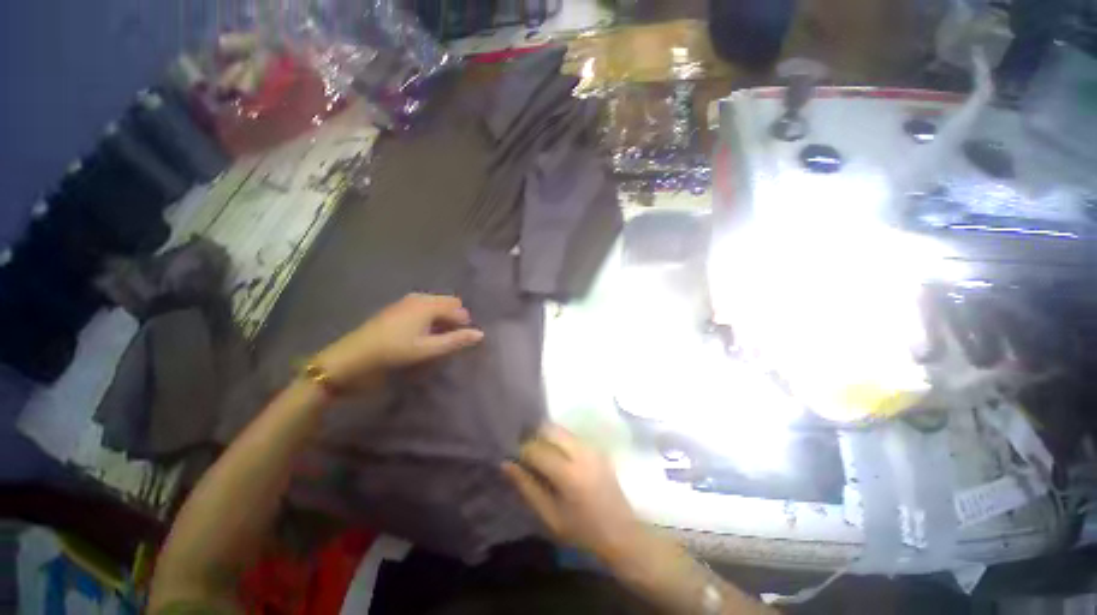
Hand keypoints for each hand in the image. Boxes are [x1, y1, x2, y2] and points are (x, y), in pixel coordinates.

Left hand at [314, 293, 483, 389]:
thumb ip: (456, 340)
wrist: (353, 356)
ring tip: (438, 338)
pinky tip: (422, 333)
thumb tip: (480, 334)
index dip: (464, 322)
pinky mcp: (397, 308)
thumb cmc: (395, 352)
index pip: (458, 307)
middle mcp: (419, 297)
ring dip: (442, 318)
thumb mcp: (428, 349)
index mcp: (428, 304)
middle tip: (450, 338)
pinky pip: (423, 307)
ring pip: (435, 305)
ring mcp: (406, 301)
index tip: (462, 338)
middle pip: (447, 302)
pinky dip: (429, 317)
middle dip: (454, 317)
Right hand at [503, 424, 643, 561]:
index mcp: (568, 473)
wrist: (621, 532)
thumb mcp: (549, 516)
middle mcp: (581, 452)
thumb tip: (506, 464)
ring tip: (540, 455)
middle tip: (526, 453)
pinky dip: (559, 440)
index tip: (515, 459)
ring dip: (546, 437)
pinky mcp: (597, 447)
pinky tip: (557, 457)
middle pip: (549, 429)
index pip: (536, 449)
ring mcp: (591, 447)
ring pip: (560, 429)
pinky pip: (571, 435)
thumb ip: (527, 487)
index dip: (522, 451)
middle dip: (533, 436)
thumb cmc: (582, 530)